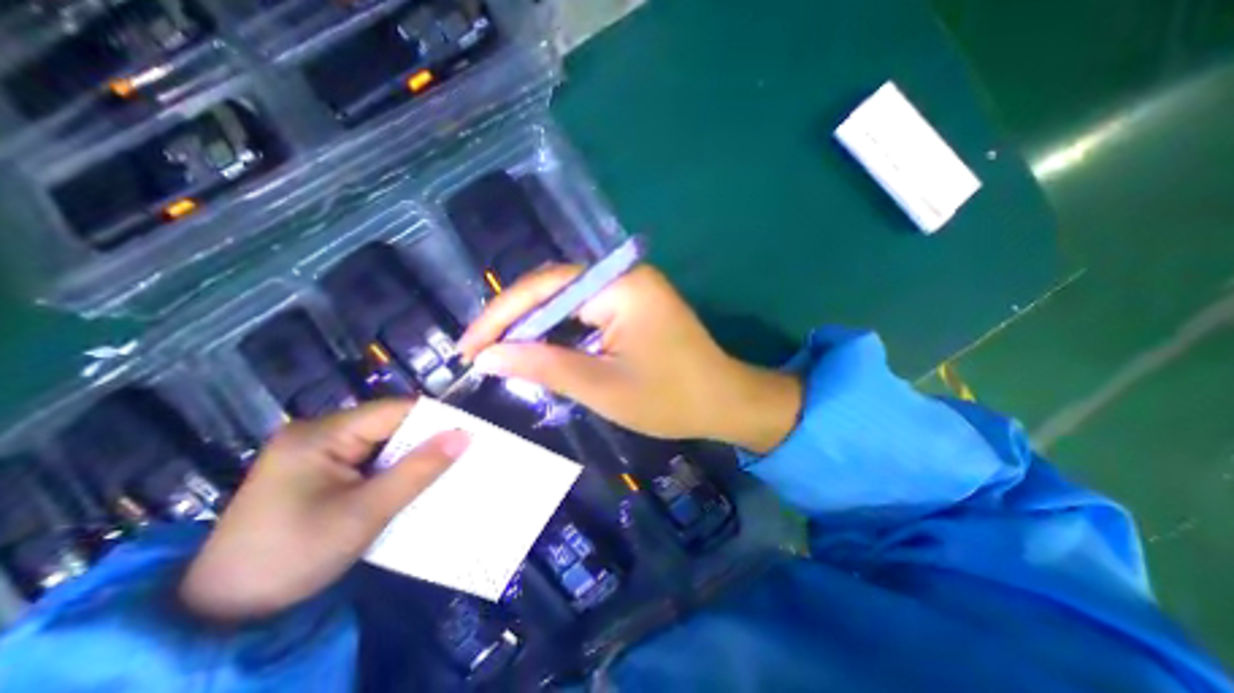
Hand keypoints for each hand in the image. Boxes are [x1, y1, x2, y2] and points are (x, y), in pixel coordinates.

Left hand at [180, 400, 471, 621]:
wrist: (219, 613)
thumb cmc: (293, 556)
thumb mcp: (365, 513)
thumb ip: (418, 470)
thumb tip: (465, 435)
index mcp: (321, 434)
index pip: (395, 411)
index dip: (436, 419)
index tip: (469, 434)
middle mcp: (317, 432)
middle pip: (389, 424)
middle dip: (424, 440)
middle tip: (461, 454)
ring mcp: (315, 450)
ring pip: (381, 441)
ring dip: (410, 456)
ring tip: (444, 468)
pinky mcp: (316, 469)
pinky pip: (368, 458)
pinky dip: (392, 468)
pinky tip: (410, 481)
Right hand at [451, 262, 799, 451]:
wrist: (723, 402)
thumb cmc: (670, 399)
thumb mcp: (602, 387)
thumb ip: (543, 366)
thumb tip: (487, 356)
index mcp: (620, 286)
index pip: (545, 287)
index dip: (501, 316)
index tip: (468, 348)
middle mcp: (623, 276)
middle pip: (553, 290)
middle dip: (514, 321)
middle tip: (479, 353)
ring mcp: (630, 289)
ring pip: (566, 302)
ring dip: (534, 328)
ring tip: (499, 354)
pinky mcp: (632, 305)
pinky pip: (584, 313)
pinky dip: (559, 332)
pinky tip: (539, 350)